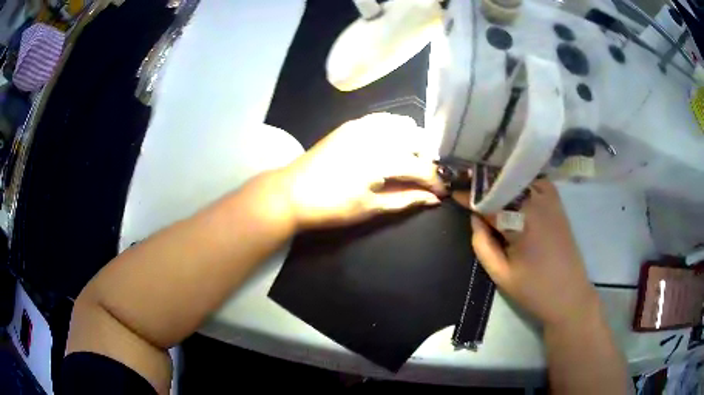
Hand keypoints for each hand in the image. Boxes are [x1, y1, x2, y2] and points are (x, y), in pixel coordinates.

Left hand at [281, 113, 445, 229]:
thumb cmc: (331, 206)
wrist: (292, 192)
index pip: (421, 167)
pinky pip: (383, 119)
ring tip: (411, 161)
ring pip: (403, 125)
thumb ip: (406, 199)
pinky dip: (395, 129)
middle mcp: (377, 135)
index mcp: (382, 159)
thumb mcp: (371, 207)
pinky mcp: (352, 124)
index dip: (435, 181)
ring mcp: (363, 125)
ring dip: (413, 142)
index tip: (442, 191)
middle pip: (418, 140)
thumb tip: (433, 198)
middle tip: (425, 178)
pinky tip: (393, 144)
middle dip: (427, 159)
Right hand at [458, 180, 598, 327]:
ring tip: (487, 188)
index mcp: (522, 222)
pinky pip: (537, 184)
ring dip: (503, 182)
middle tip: (467, 186)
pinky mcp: (559, 205)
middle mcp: (538, 203)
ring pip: (521, 180)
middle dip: (485, 184)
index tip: (454, 192)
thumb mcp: (500, 274)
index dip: (470, 196)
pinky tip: (515, 193)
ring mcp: (551, 201)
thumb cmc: (534, 290)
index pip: (490, 201)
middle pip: (505, 184)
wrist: (569, 296)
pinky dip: (523, 184)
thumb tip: (475, 218)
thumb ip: (482, 244)